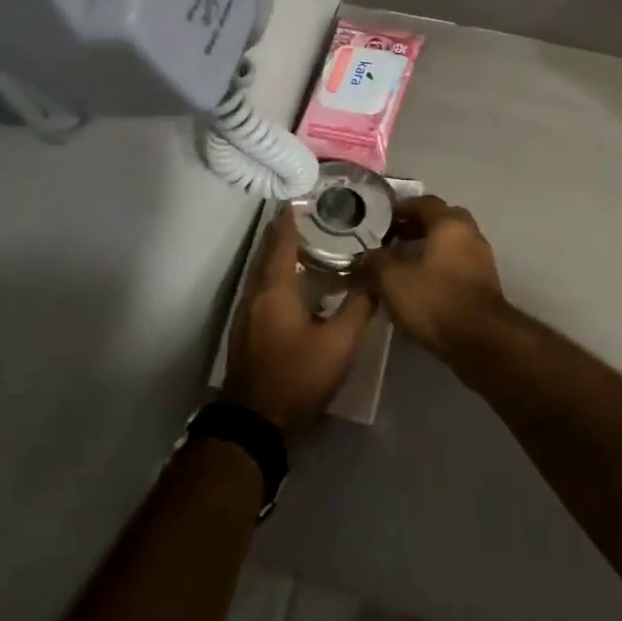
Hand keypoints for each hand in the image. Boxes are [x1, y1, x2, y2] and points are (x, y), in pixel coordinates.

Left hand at [222, 207, 376, 436]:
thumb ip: (359, 307)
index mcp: (275, 288)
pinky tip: (293, 280)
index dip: (291, 217)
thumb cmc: (297, 376)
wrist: (255, 423)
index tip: (304, 197)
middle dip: (285, 230)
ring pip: (262, 269)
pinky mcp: (246, 329)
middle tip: (311, 215)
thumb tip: (376, 279)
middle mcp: (255, 292)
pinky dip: (275, 272)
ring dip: (279, 252)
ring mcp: (246, 312)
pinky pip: (260, 286)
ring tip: (306, 242)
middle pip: (267, 251)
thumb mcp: (339, 343)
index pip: (281, 240)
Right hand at [365, 195, 509, 361]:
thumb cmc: (435, 300)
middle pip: (440, 221)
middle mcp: (470, 234)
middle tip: (391, 239)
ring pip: (450, 244)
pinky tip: (420, 286)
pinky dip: (438, 268)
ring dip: (427, 249)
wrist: (481, 341)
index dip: (401, 208)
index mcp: (450, 223)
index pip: (424, 202)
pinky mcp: (484, 285)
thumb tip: (362, 257)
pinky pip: (457, 265)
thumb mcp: (392, 280)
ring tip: (401, 265)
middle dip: (415, 227)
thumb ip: (374, 262)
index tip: (380, 219)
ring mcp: (481, 260)